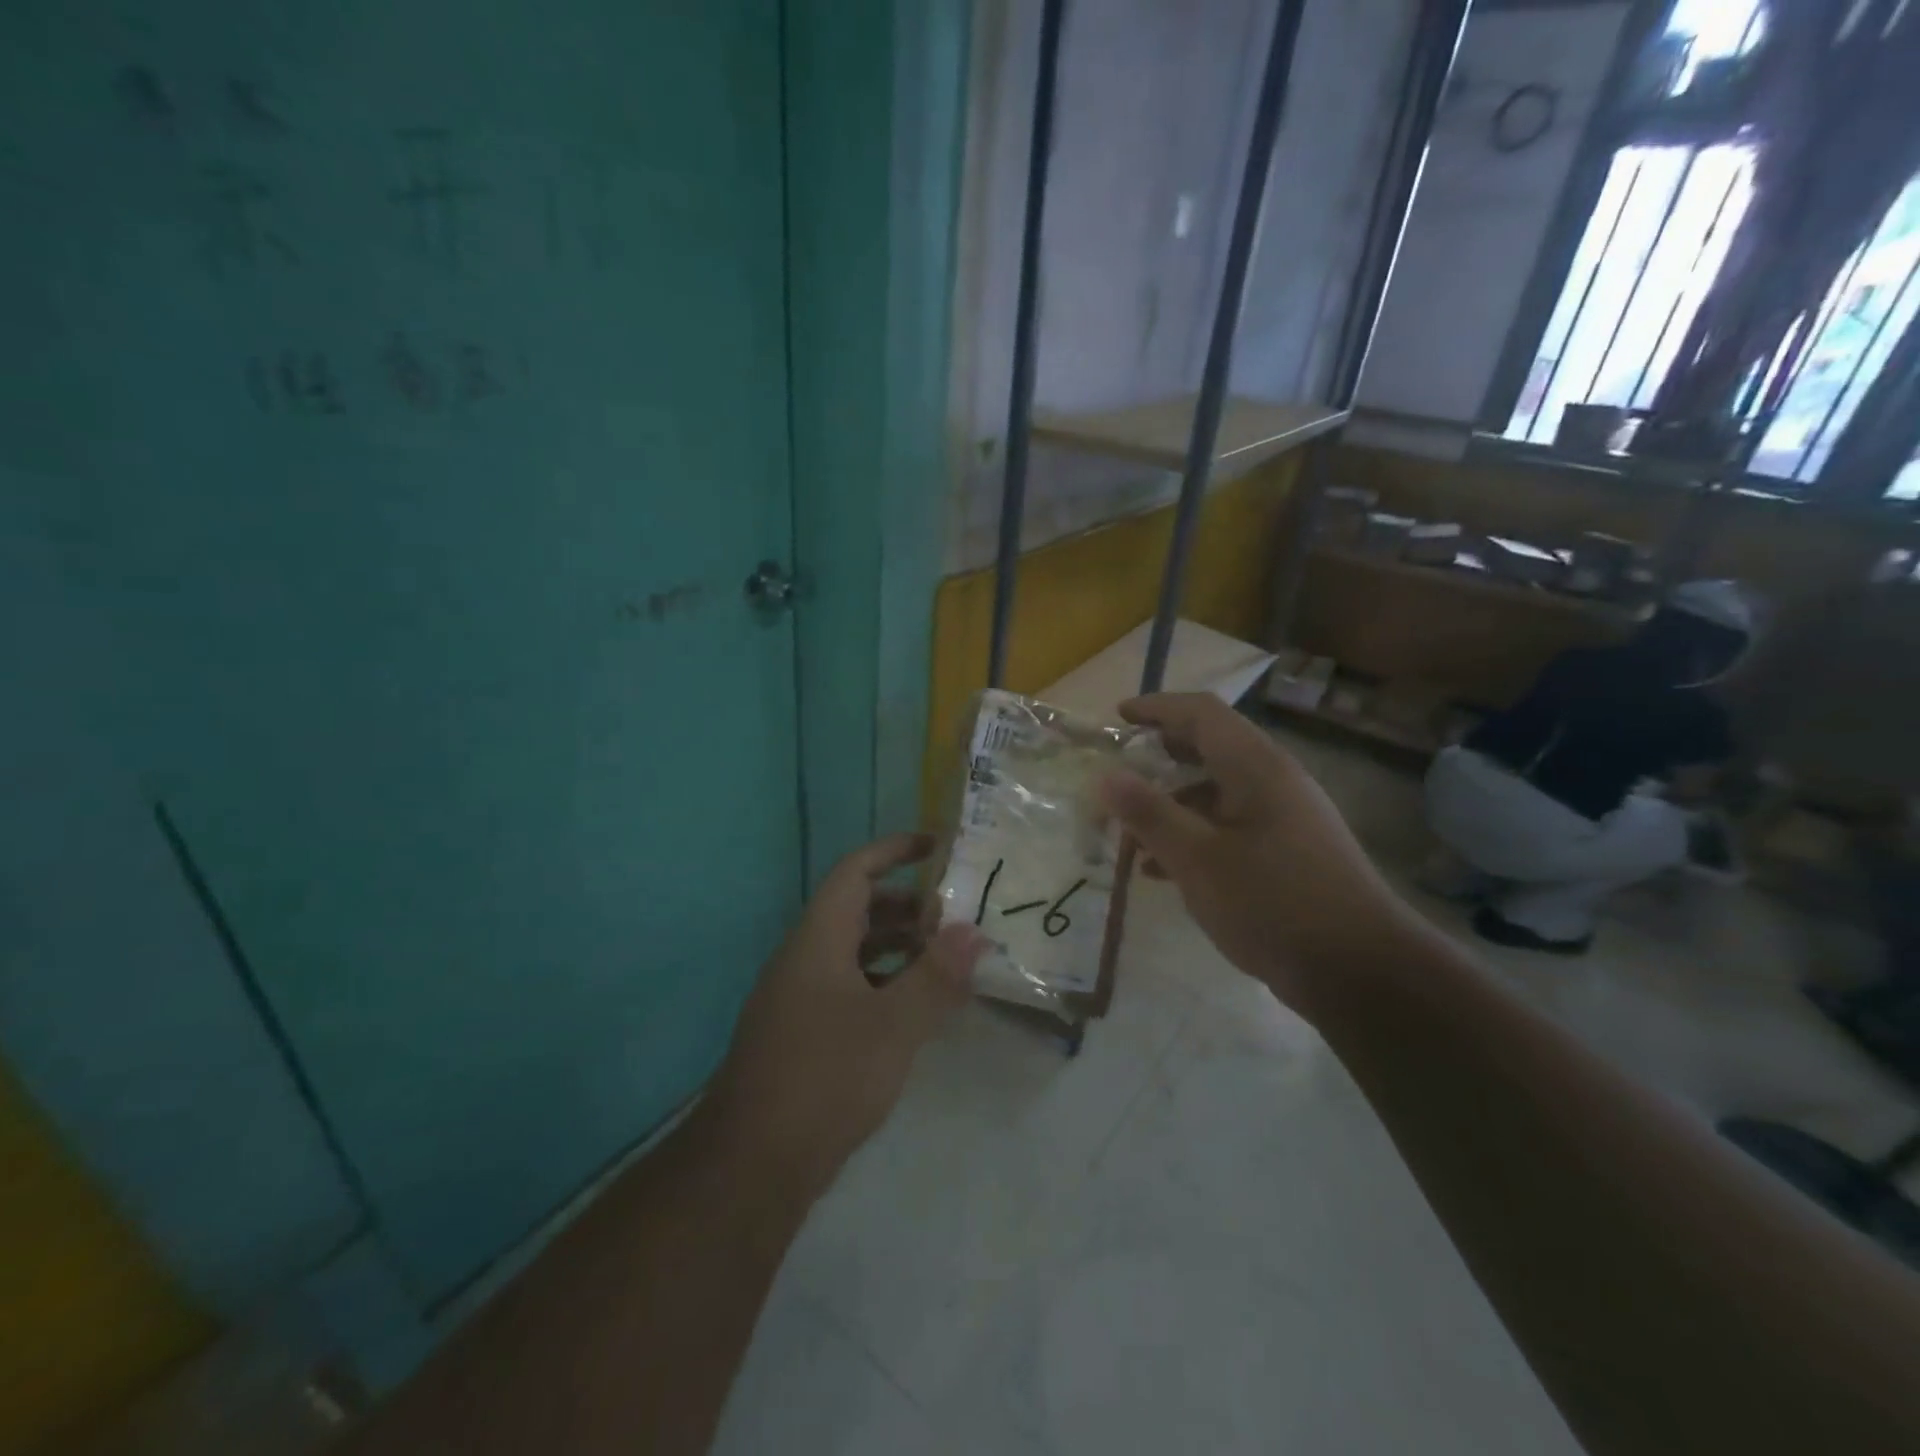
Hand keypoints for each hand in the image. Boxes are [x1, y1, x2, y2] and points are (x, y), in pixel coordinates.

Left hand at [705, 833, 986, 1203]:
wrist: (751, 1164)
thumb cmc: (824, 1077)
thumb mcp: (892, 1025)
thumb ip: (936, 976)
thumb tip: (974, 932)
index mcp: (818, 939)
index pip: (855, 872)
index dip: (894, 851)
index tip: (935, 846)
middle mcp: (804, 958)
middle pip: (857, 910)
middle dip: (907, 906)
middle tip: (954, 918)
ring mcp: (800, 997)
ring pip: (855, 952)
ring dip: (899, 947)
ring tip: (946, 961)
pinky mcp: (803, 1034)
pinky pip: (850, 988)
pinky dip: (885, 984)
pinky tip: (916, 1010)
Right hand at [1100, 693, 1424, 1015]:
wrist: (1361, 972)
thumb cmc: (1274, 904)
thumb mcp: (1198, 859)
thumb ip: (1149, 814)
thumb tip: (1106, 776)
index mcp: (1256, 767)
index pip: (1202, 713)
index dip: (1156, 708)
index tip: (1116, 718)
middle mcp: (1274, 781)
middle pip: (1211, 747)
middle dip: (1161, 754)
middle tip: (1120, 769)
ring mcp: (1285, 818)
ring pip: (1218, 792)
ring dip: (1172, 802)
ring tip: (1129, 831)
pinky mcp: (1288, 853)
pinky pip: (1230, 826)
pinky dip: (1194, 835)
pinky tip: (1162, 871)